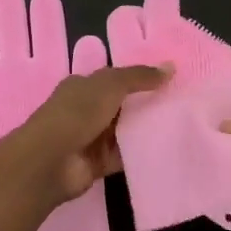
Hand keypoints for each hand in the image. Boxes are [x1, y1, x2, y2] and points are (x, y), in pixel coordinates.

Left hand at [7, 60, 172, 205]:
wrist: (50, 160)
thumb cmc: (77, 113)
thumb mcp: (110, 85)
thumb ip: (139, 76)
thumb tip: (171, 67)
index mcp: (82, 86)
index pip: (113, 79)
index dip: (138, 78)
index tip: (167, 80)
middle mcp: (85, 110)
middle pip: (120, 105)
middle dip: (145, 104)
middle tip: (179, 103)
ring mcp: (90, 138)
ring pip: (123, 131)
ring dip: (144, 129)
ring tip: (179, 125)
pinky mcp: (97, 163)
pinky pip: (124, 156)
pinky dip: (140, 153)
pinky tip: (165, 149)